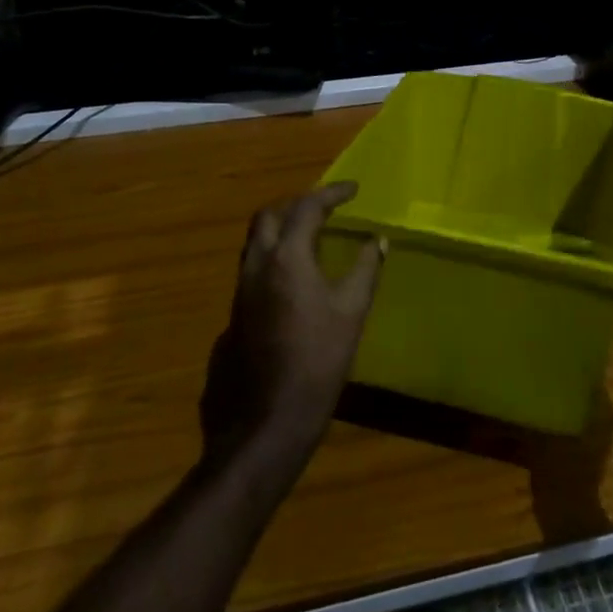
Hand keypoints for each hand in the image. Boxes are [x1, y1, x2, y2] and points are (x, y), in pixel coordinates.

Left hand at [200, 183, 384, 464]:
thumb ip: (365, 270)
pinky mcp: (233, 316)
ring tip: (311, 238)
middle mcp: (256, 266)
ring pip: (256, 243)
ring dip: (282, 231)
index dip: (331, 193)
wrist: (264, 422)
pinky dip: (274, 260)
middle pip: (269, 216)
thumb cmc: (316, 363)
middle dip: (297, 205)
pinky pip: (253, 270)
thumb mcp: (351, 313)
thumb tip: (378, 241)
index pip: (307, 208)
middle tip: (324, 209)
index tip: (353, 189)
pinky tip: (293, 283)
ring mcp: (239, 292)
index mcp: (286, 258)